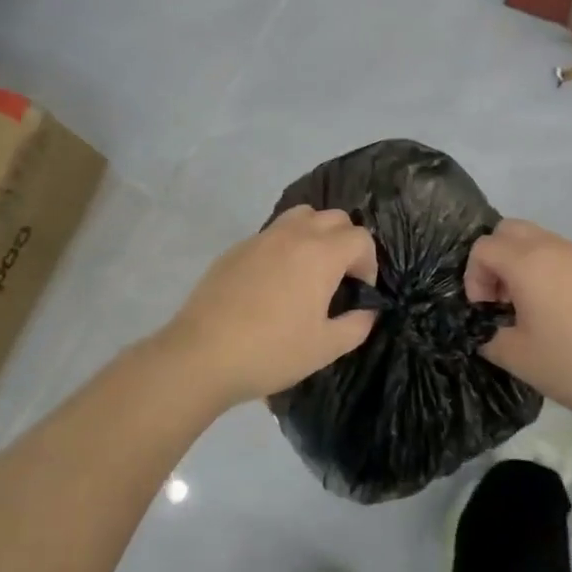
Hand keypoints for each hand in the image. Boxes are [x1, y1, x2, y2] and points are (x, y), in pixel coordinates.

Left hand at [157, 206, 379, 409]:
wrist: (202, 355)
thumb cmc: (271, 352)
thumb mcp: (325, 348)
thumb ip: (356, 325)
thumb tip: (366, 311)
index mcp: (321, 254)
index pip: (360, 238)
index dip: (369, 263)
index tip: (360, 291)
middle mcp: (293, 235)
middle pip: (333, 218)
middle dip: (346, 242)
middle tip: (340, 278)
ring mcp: (261, 238)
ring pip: (301, 216)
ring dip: (316, 234)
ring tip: (310, 269)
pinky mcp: (236, 248)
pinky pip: (272, 233)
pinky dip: (286, 245)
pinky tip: (275, 281)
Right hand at [465, 219, 571, 427]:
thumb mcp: (516, 357)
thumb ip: (488, 336)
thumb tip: (485, 328)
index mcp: (528, 263)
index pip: (484, 247)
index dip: (473, 276)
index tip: (484, 309)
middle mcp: (555, 248)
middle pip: (510, 230)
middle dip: (495, 258)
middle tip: (500, 298)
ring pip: (538, 239)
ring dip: (521, 263)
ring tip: (528, 307)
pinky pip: (563, 256)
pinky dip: (548, 270)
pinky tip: (558, 311)